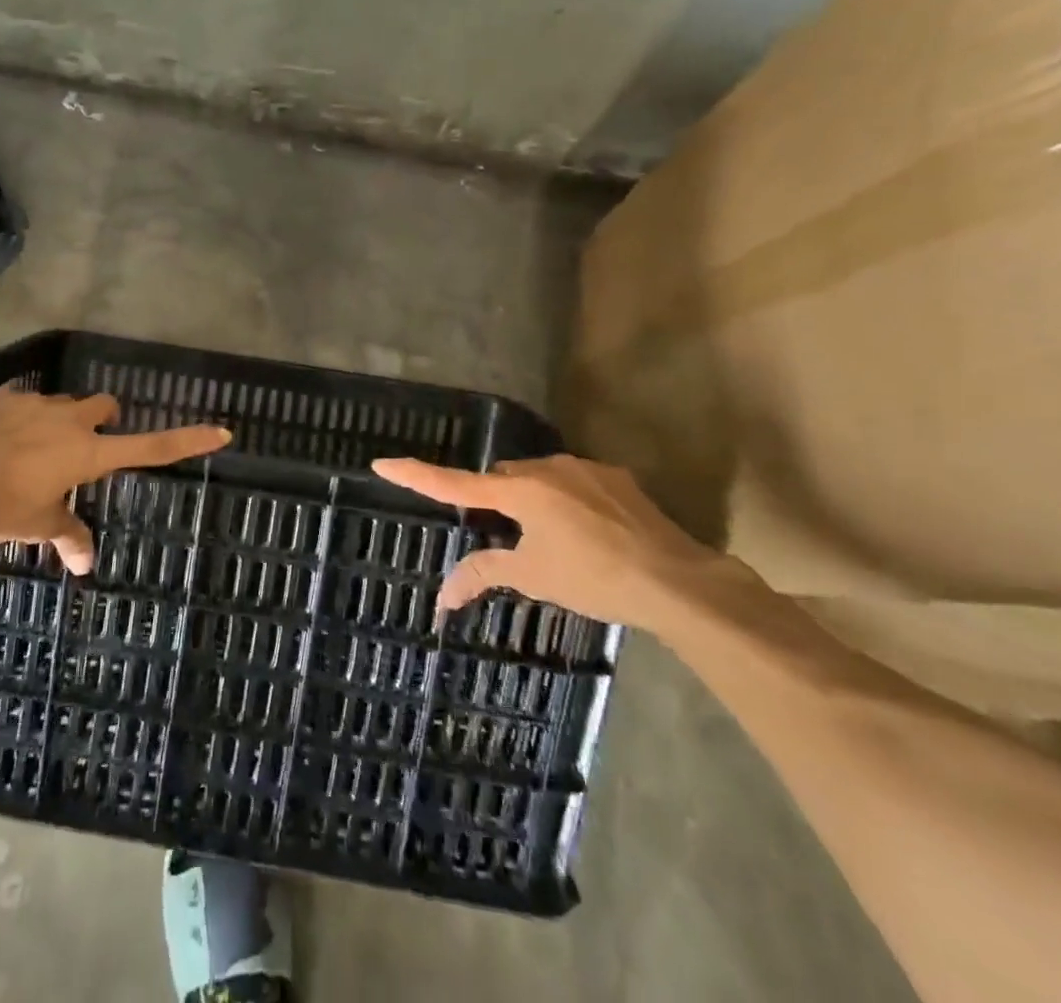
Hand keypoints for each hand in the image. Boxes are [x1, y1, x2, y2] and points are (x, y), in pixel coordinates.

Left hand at [0, 387, 230, 574]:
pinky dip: (22, 418)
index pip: (150, 447)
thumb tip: (85, 565)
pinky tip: (1, 440)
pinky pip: (24, 402)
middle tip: (86, 447)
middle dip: (102, 420)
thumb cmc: (0, 508)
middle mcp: (69, 420)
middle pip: (103, 407)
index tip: (220, 431)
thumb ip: (67, 537)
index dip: (186, 440)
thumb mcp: (38, 525)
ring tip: (33, 450)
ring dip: (60, 421)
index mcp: (88, 452)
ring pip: (63, 403)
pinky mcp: (3, 399)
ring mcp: (34, 405)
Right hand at [371, 453, 718, 626]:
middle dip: (495, 500)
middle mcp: (548, 468)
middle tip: (504, 537)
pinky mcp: (615, 478)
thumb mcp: (534, 577)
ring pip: (540, 478)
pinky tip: (589, 534)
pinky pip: (574, 482)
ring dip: (533, 500)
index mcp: (520, 490)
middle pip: (502, 479)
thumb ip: (485, 575)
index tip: (382, 463)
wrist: (677, 580)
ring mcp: (584, 469)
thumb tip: (442, 597)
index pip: (455, 483)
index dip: (417, 475)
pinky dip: (567, 501)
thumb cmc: (594, 578)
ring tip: (553, 541)